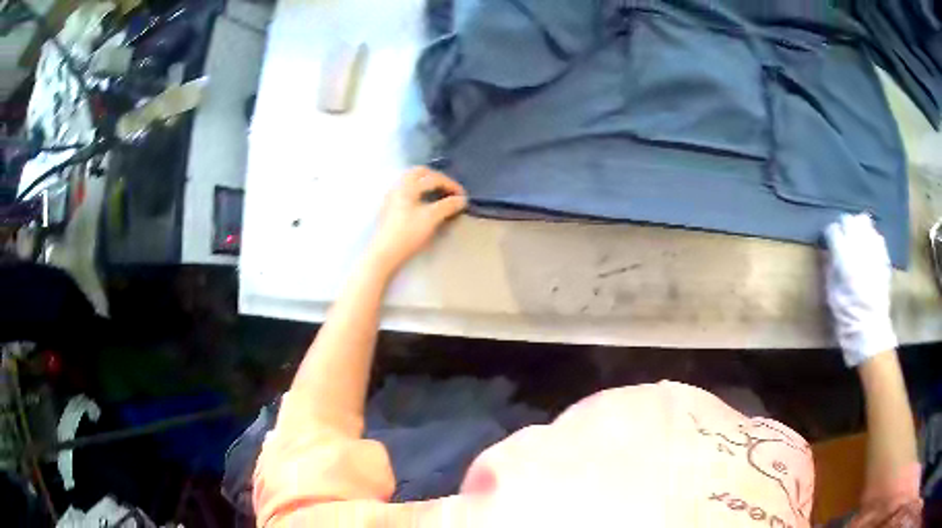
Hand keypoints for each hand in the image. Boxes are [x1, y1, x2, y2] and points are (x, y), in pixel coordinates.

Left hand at [367, 167, 466, 275]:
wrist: (385, 254)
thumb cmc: (408, 234)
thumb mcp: (431, 218)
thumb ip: (448, 206)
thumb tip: (461, 200)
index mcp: (407, 185)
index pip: (434, 178)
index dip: (451, 185)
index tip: (463, 197)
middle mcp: (398, 186)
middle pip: (420, 173)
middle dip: (438, 179)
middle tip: (450, 190)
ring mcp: (392, 197)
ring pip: (412, 182)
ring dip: (428, 185)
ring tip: (440, 196)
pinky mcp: (390, 208)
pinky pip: (408, 192)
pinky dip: (420, 193)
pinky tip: (425, 205)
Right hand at [823, 214, 896, 366]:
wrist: (870, 329)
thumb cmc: (846, 315)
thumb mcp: (831, 293)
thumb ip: (829, 266)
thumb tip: (827, 250)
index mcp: (844, 258)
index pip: (833, 230)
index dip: (828, 234)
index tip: (827, 241)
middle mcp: (860, 247)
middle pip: (849, 220)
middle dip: (843, 226)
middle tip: (840, 237)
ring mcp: (874, 249)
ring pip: (864, 222)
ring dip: (857, 227)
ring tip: (855, 238)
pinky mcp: (883, 255)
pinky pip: (876, 235)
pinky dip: (870, 237)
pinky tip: (868, 248)